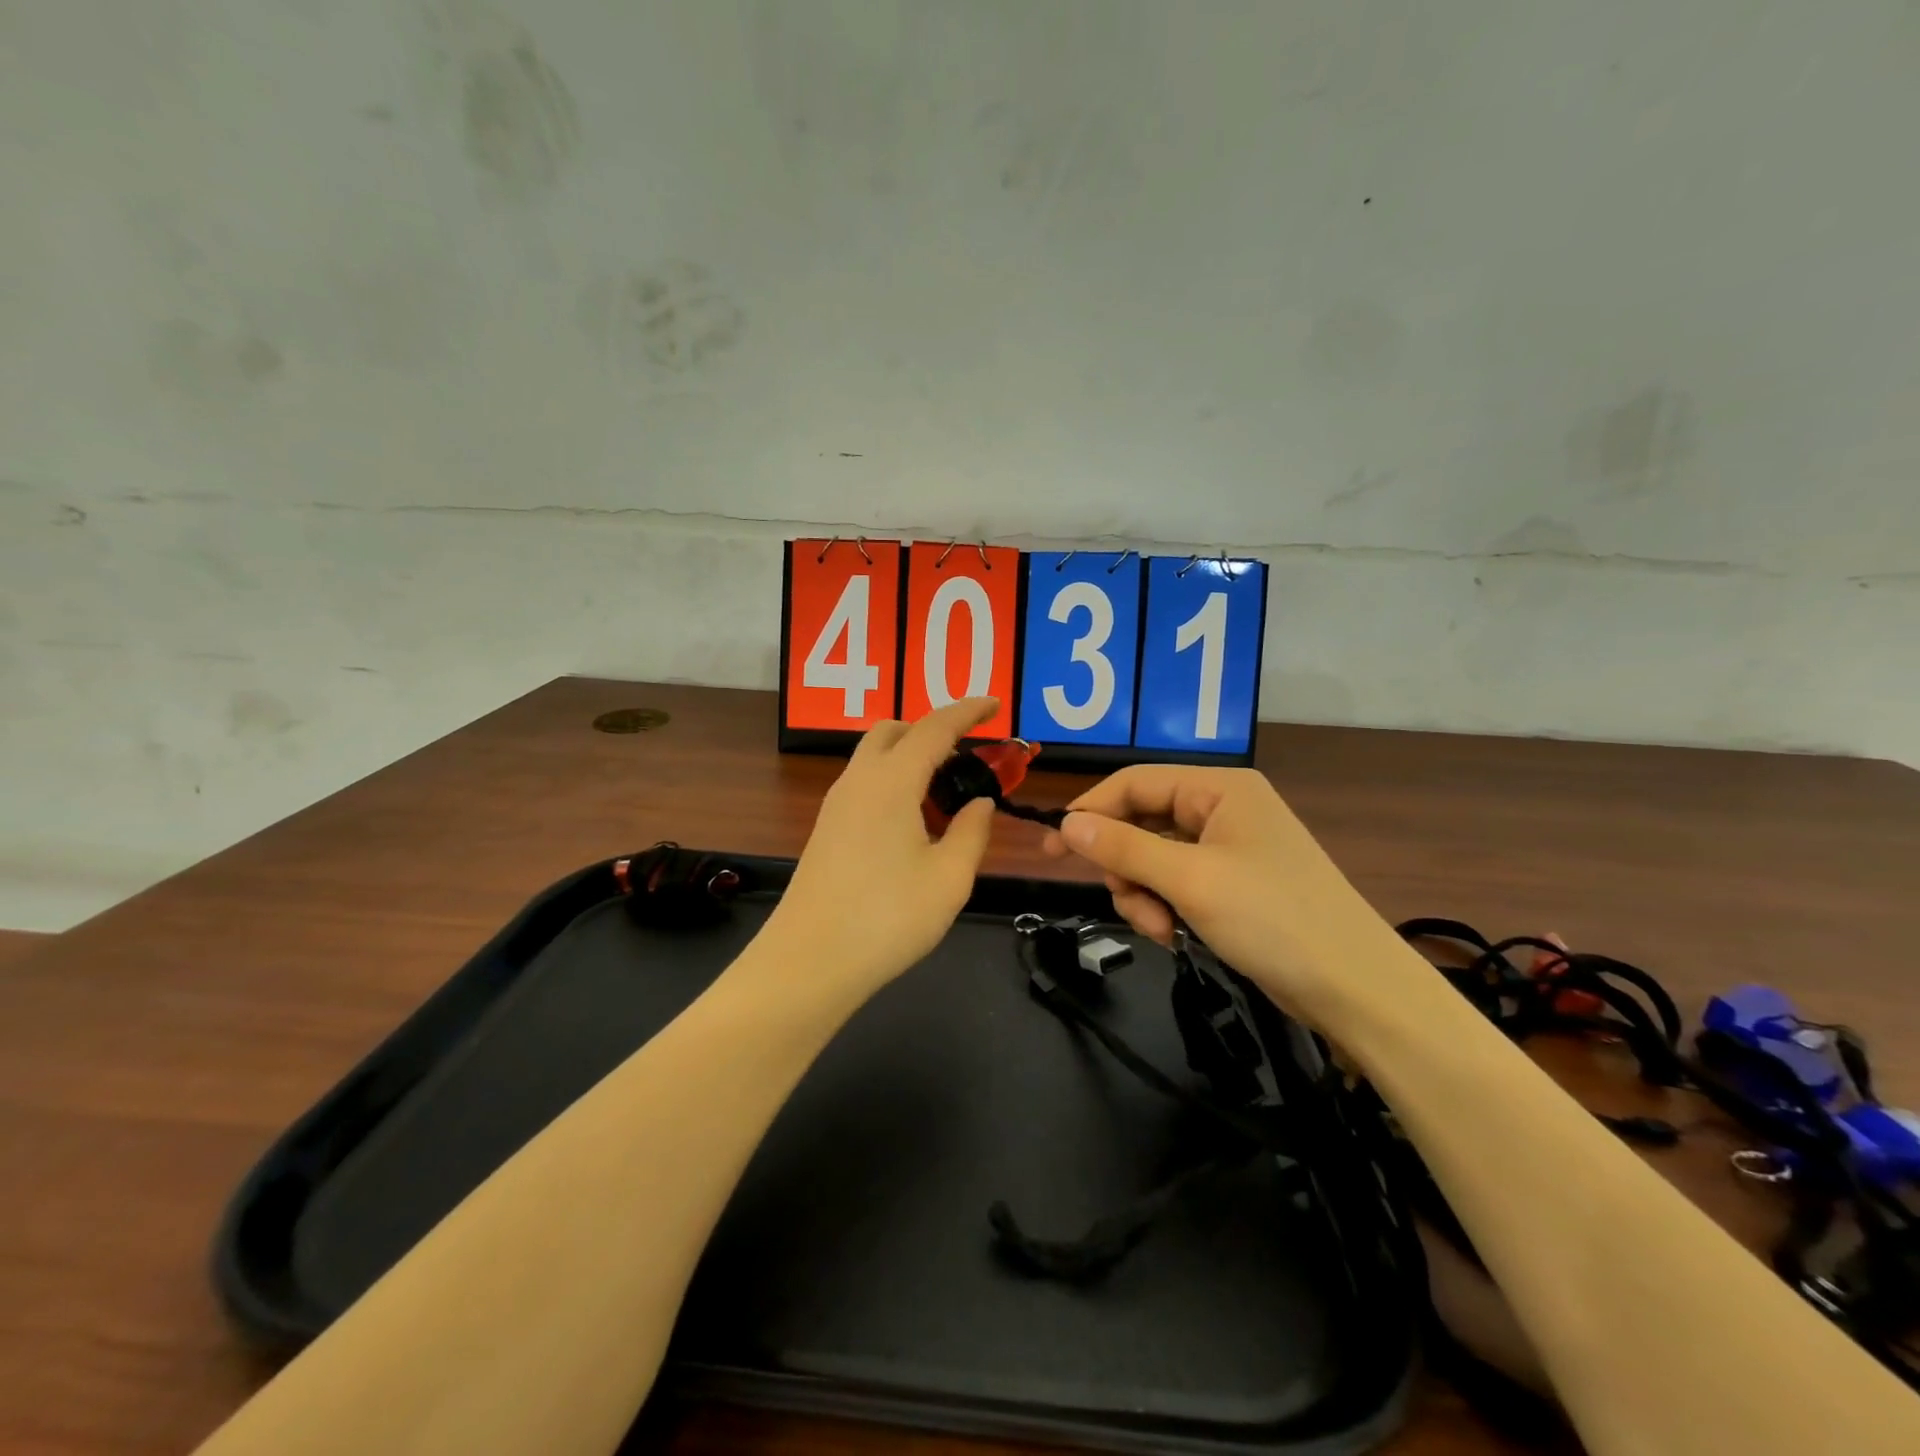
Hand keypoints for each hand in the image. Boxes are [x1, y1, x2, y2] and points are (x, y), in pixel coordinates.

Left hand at [767, 699, 1000, 993]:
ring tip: (945, 799)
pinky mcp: (826, 829)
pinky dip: (893, 783)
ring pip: (875, 757)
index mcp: (891, 782)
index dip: (968, 711)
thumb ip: (972, 831)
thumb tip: (980, 802)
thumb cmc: (888, 918)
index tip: (995, 704)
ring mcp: (836, 805)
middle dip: (932, 731)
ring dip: (911, 759)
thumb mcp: (949, 877)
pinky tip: (913, 825)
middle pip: (894, 731)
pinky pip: (864, 785)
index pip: (934, 727)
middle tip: (966, 761)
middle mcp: (858, 781)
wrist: (808, 963)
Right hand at [1041, 765, 1414, 1028]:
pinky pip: (1175, 883)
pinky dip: (1165, 907)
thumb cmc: (1273, 919)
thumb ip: (1123, 848)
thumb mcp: (1190, 880)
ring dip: (1144, 894)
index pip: (1134, 783)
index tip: (1052, 850)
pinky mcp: (1232, 884)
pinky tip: (1175, 936)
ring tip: (1161, 930)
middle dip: (1126, 867)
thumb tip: (1067, 823)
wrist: (1356, 989)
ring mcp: (1229, 848)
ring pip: (1153, 858)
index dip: (1090, 811)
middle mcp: (1222, 809)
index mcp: (1219, 789)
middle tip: (1127, 902)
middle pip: (1141, 822)